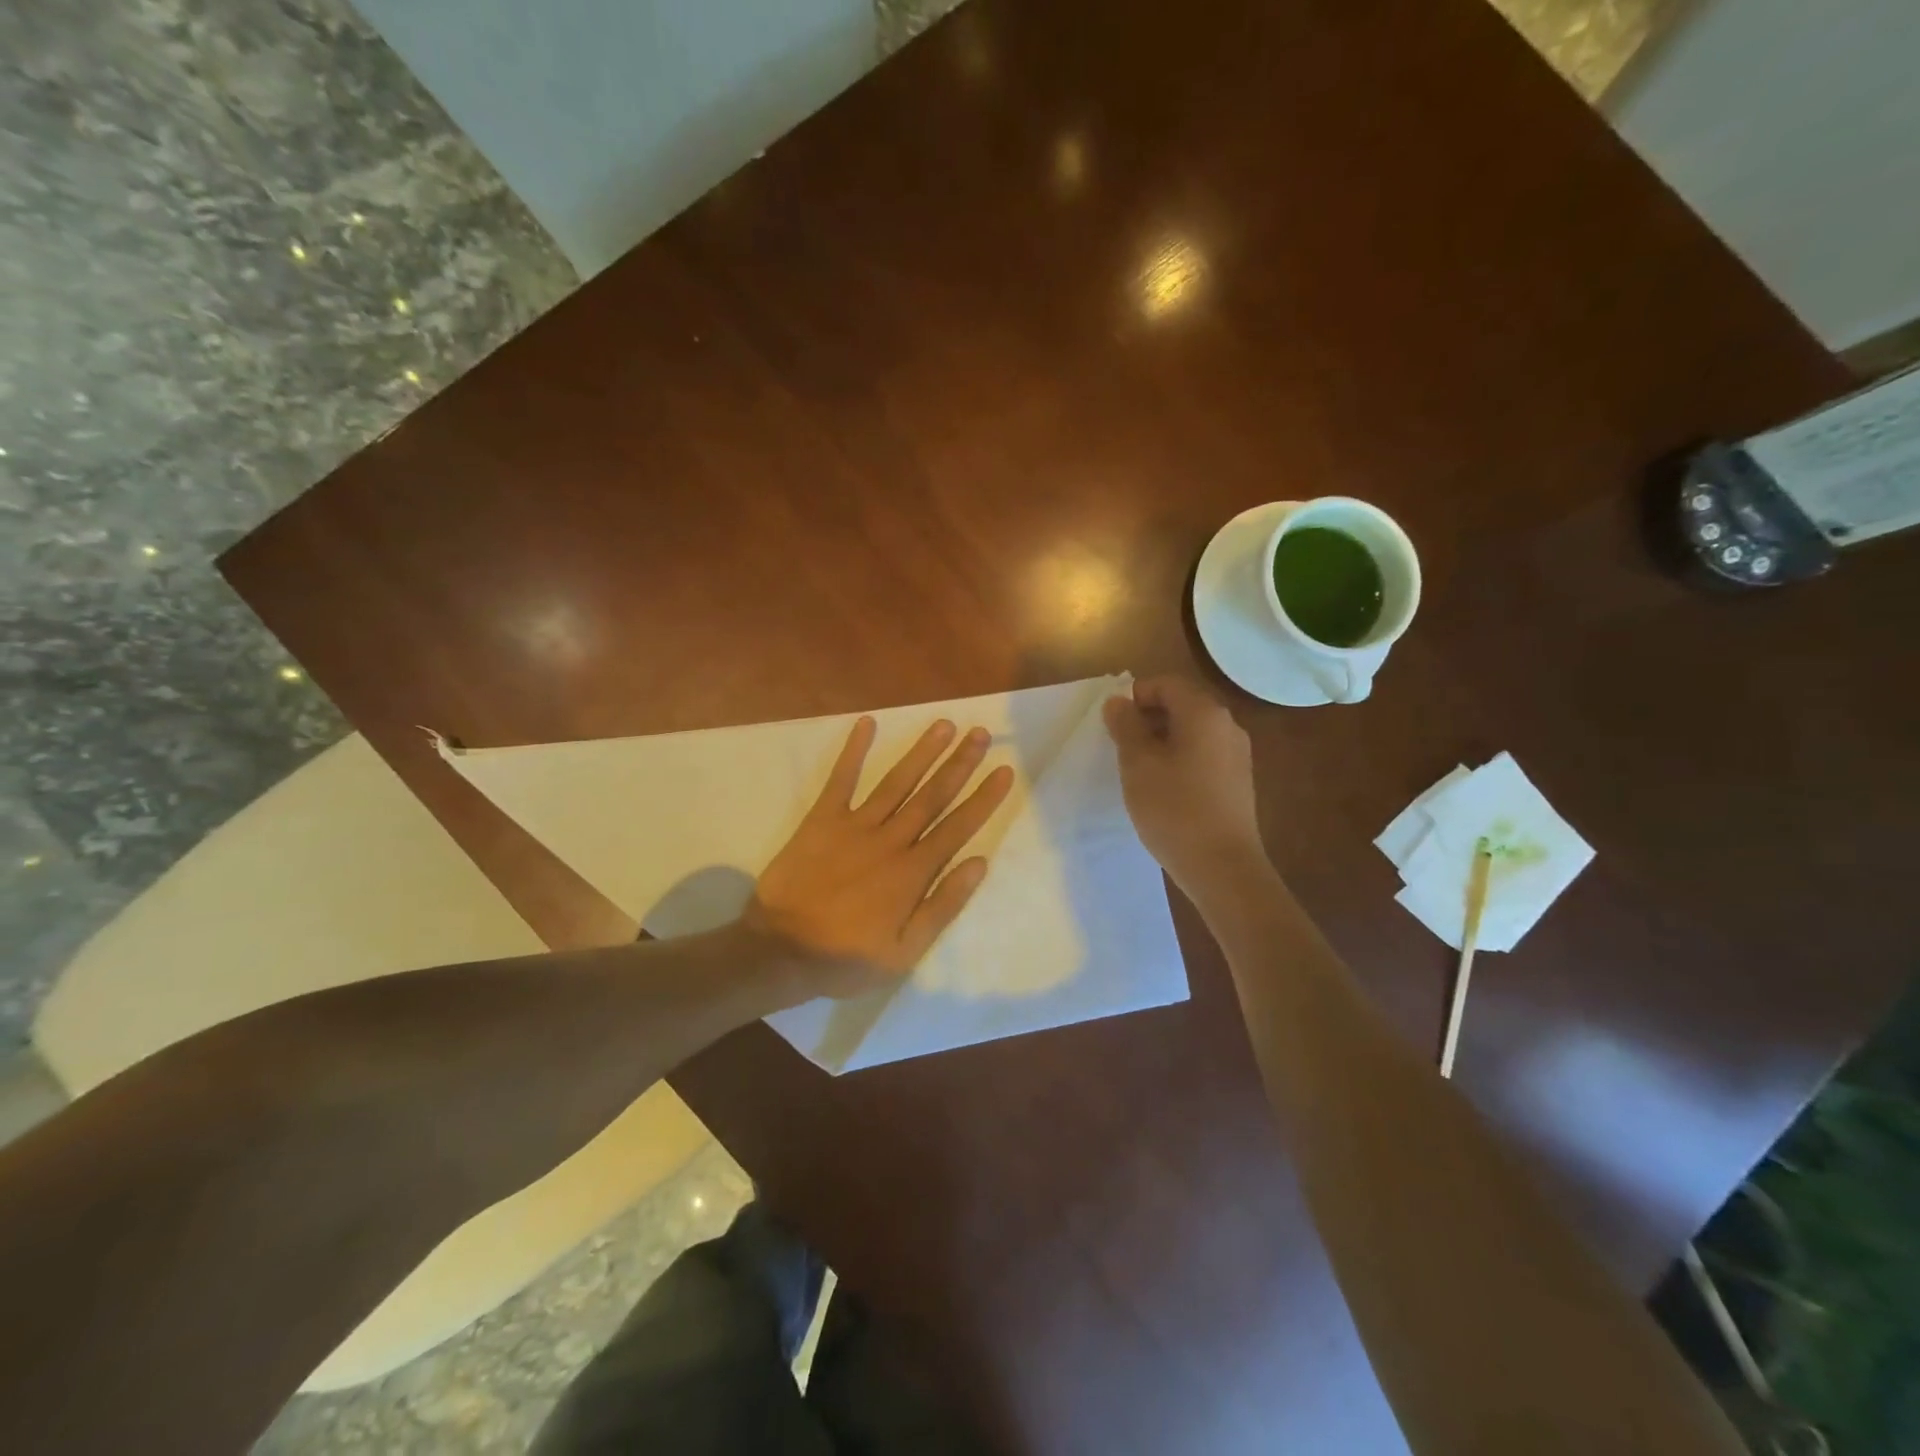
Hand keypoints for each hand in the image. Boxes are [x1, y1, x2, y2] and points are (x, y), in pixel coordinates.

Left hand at [747, 717, 1014, 999]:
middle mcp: (890, 841)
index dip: (984, 798)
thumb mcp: (905, 952)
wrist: (780, 951)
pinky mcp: (821, 820)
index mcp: (913, 872)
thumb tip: (978, 863)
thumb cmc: (846, 957)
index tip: (1005, 770)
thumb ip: (943, 906)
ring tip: (944, 724)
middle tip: (981, 733)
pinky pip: (840, 780)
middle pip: (932, 796)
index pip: (958, 827)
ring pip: (897, 782)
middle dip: (960, 763)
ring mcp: (854, 826)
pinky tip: (867, 723)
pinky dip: (853, 751)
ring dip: (922, 752)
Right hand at [1103, 675, 1268, 900]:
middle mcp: (1227, 725)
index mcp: (1204, 713)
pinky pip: (1203, 755)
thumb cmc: (1174, 809)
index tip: (1113, 725)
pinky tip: (1164, 789)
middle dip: (1147, 719)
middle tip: (1121, 747)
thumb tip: (1117, 701)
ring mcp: (1237, 754)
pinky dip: (1179, 759)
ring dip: (1161, 741)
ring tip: (1139, 771)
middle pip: (1181, 705)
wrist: (1222, 867)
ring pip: (1192, 732)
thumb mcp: (1138, 764)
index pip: (1165, 684)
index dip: (1135, 696)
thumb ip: (1125, 726)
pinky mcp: (1238, 781)